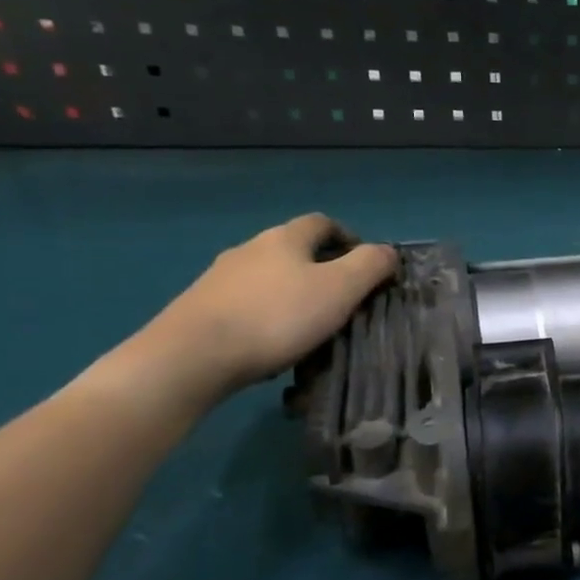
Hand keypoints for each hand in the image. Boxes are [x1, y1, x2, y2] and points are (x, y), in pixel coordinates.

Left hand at [104, 214, 397, 412]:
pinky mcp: (200, 309)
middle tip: (342, 299)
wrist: (191, 356)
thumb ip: (371, 266)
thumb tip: (388, 251)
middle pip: (292, 249)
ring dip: (291, 293)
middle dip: (320, 268)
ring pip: (267, 278)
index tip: (365, 265)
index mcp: (284, 238)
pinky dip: (265, 315)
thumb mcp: (340, 289)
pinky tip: (273, 343)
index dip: (348, 238)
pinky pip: (245, 304)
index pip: (322, 223)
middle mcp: (249, 249)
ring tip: (309, 325)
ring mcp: (219, 279)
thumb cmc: (277, 317)